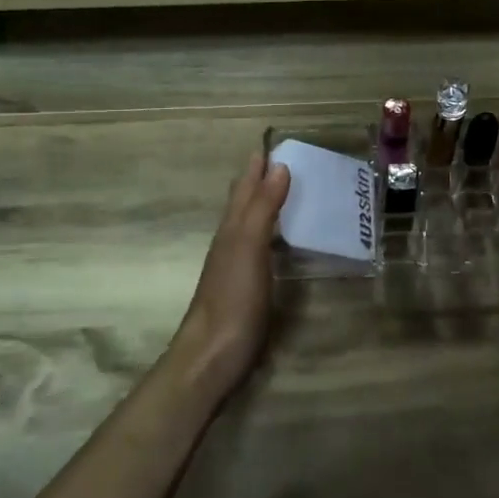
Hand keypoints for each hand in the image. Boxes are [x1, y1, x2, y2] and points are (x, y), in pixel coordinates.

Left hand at [167, 153, 289, 399]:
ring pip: (249, 225)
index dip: (256, 167)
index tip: (271, 144)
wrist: (212, 354)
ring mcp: (236, 266)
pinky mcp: (246, 288)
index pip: (244, 188)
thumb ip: (263, 208)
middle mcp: (231, 242)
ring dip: (265, 206)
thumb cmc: (232, 298)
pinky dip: (270, 235)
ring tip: (286, 193)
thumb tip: (278, 166)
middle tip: (281, 162)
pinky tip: (280, 241)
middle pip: (243, 203)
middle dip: (259, 181)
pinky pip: (260, 249)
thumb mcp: (249, 247)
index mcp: (232, 229)